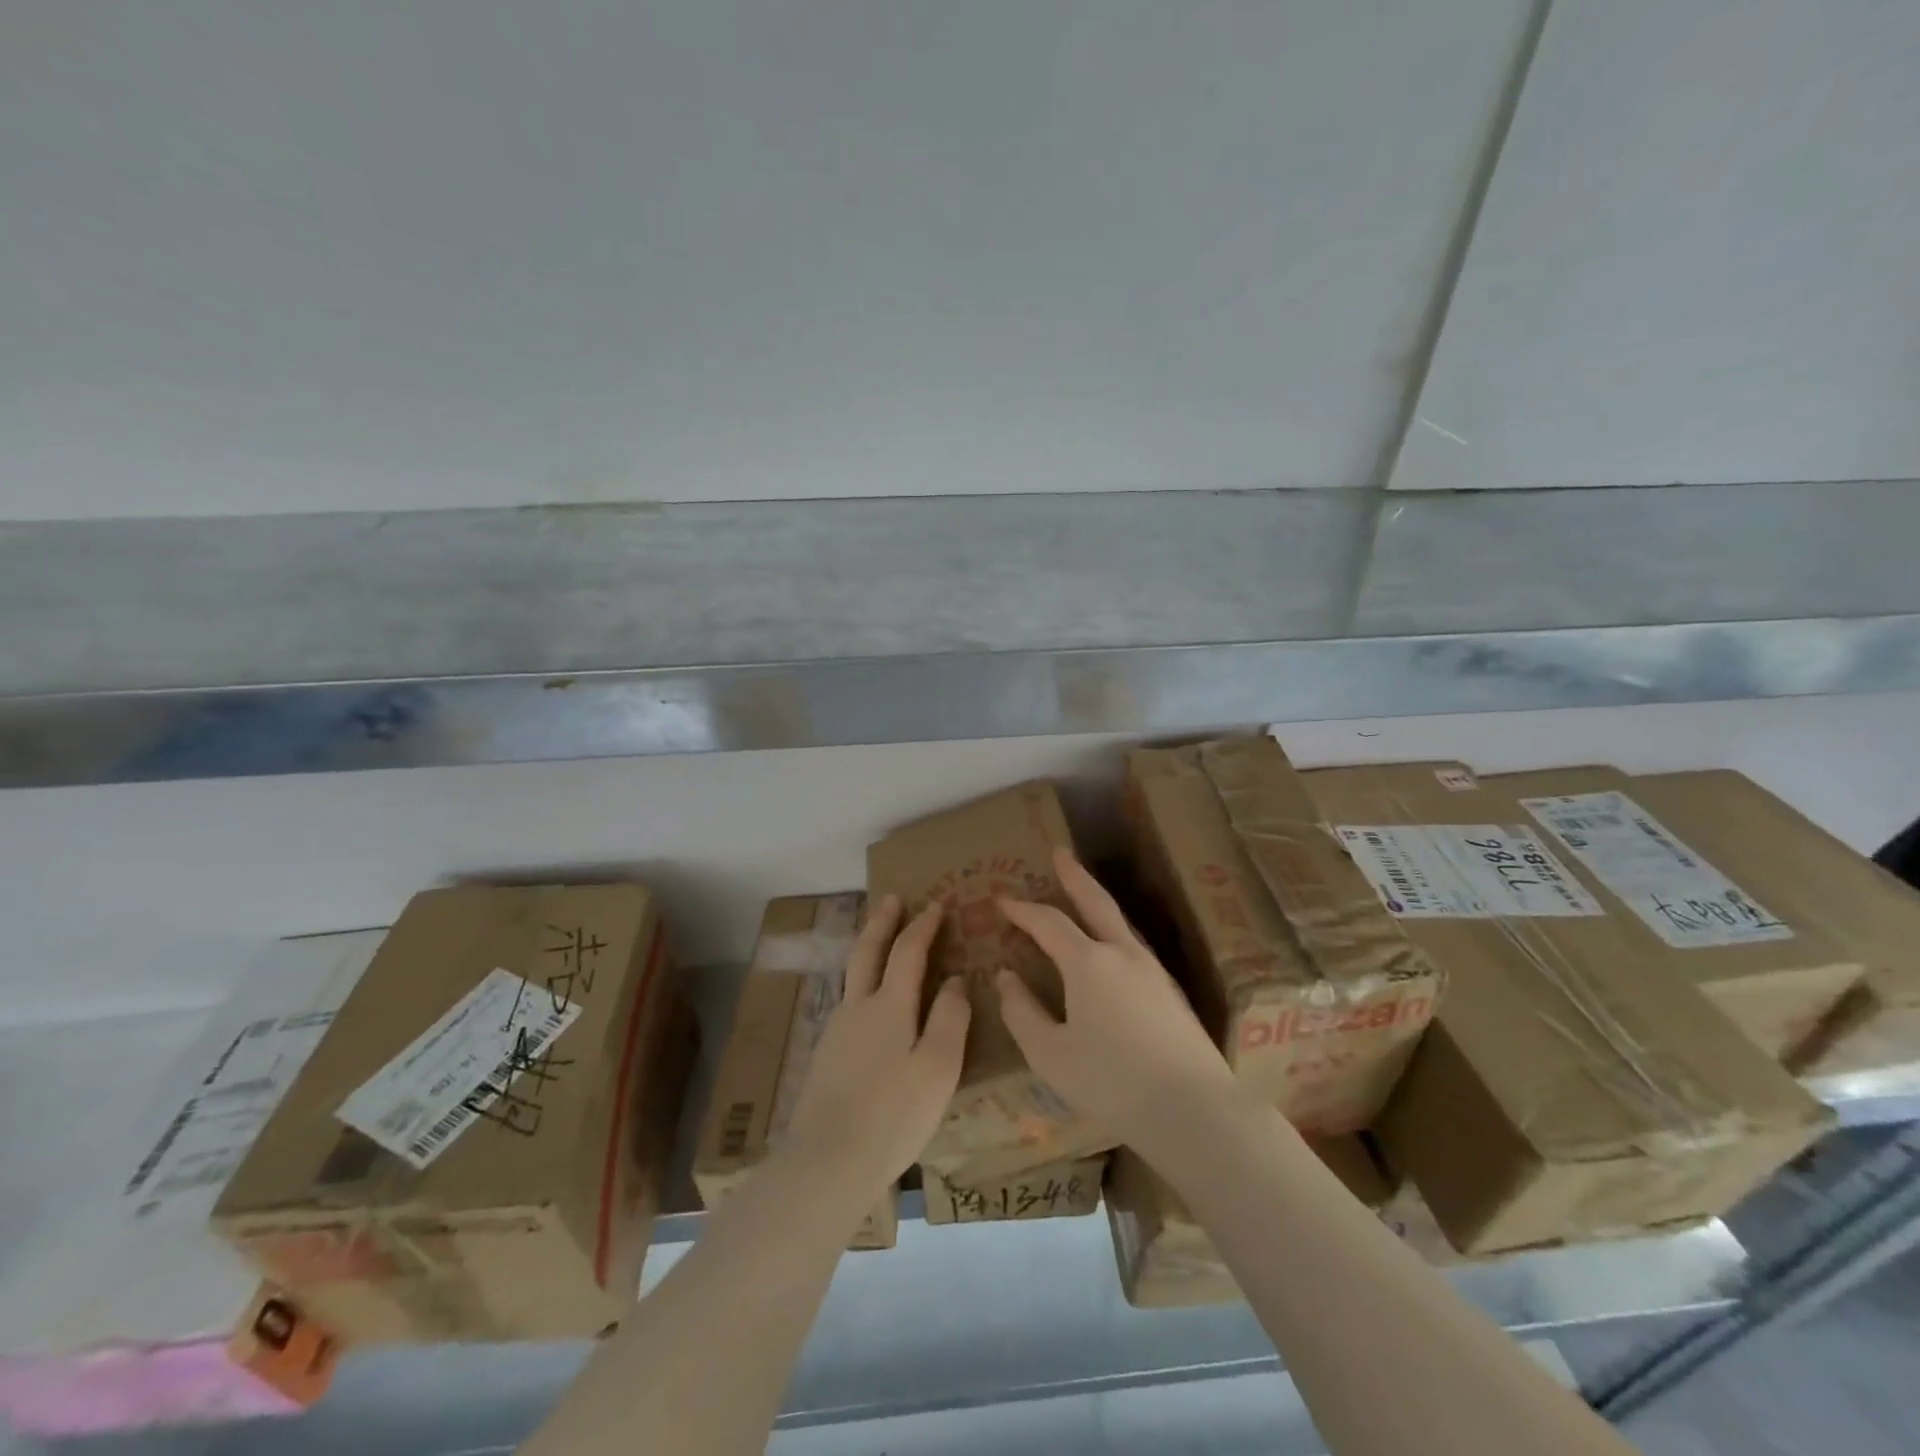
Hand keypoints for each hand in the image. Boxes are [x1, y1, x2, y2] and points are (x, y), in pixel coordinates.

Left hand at [781, 896, 970, 1201]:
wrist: (826, 1162)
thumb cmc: (893, 1115)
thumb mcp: (939, 1068)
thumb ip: (950, 1018)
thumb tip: (954, 979)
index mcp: (889, 1006)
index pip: (908, 950)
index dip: (924, 925)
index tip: (937, 904)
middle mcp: (858, 1007)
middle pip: (868, 950)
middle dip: (882, 921)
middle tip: (892, 898)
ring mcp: (836, 1030)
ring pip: (852, 974)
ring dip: (868, 947)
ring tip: (880, 940)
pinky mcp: (826, 1055)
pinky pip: (847, 1000)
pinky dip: (861, 980)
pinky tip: (867, 1000)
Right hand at [996, 848, 1237, 1148]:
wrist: (1194, 1109)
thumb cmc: (1112, 1082)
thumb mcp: (1051, 1055)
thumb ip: (1022, 1012)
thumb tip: (1007, 977)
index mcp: (1089, 963)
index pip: (1048, 922)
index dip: (1022, 909)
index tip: (1001, 900)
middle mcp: (1122, 953)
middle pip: (1095, 900)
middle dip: (1074, 875)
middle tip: (1059, 852)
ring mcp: (1152, 969)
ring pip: (1118, 921)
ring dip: (1095, 900)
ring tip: (1080, 894)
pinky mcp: (1170, 990)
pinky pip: (1132, 944)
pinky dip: (1111, 930)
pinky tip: (1109, 947)